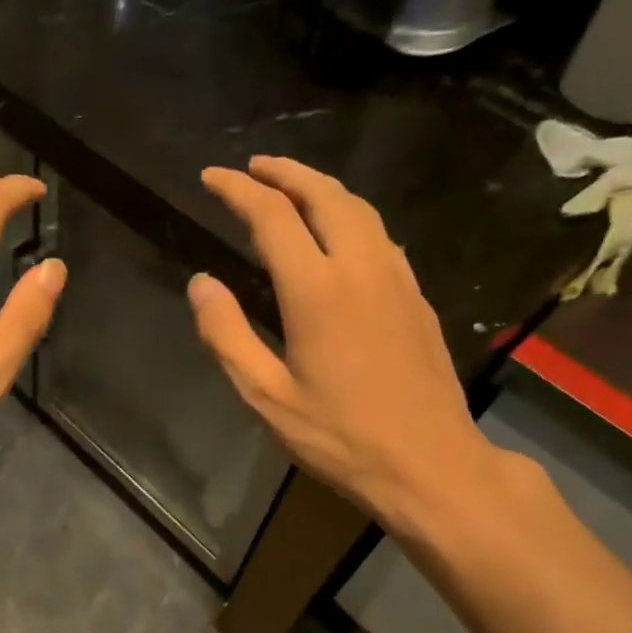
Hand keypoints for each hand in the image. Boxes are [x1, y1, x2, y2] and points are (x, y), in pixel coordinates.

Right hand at [188, 155, 513, 539]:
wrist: (431, 465)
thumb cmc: (340, 438)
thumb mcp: (266, 397)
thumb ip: (227, 335)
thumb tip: (201, 283)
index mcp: (317, 290)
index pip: (272, 216)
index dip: (237, 190)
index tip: (211, 177)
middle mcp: (361, 268)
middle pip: (324, 195)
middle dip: (285, 172)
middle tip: (252, 168)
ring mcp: (396, 279)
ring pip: (359, 208)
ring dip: (320, 187)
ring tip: (291, 187)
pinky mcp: (417, 296)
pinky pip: (380, 234)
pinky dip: (350, 214)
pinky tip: (339, 232)